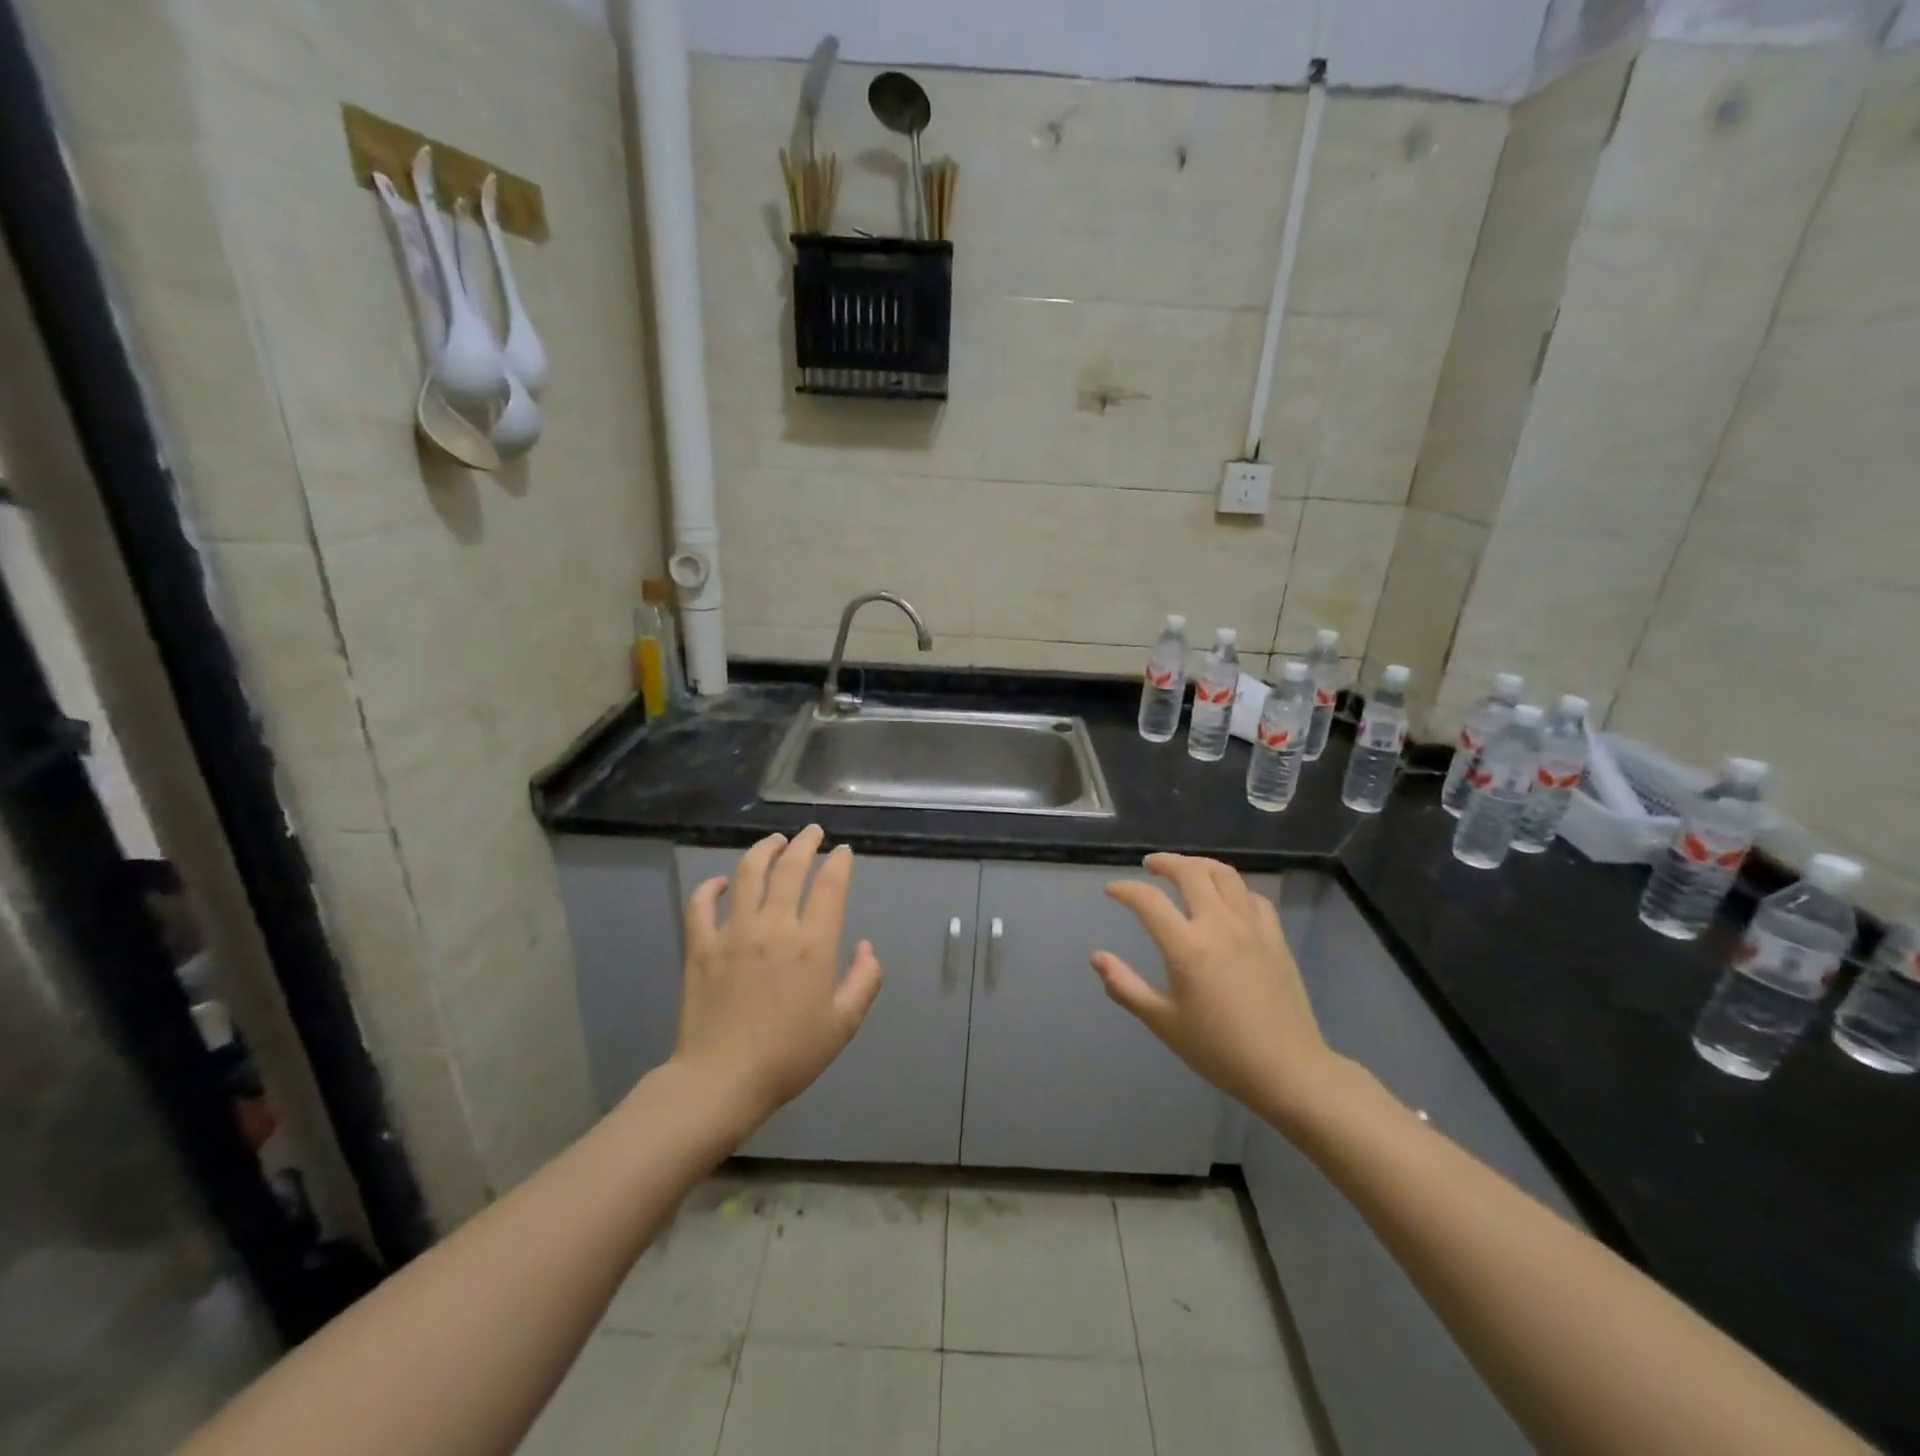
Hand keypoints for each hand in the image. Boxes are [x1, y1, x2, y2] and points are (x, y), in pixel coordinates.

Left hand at [674, 826, 883, 1125]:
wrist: (722, 1081)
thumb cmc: (789, 1056)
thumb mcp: (843, 1025)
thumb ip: (864, 981)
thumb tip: (867, 947)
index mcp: (812, 945)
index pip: (830, 886)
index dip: (839, 863)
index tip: (842, 852)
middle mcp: (774, 927)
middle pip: (790, 869)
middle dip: (805, 843)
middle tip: (812, 832)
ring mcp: (733, 933)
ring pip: (748, 874)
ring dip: (764, 850)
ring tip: (775, 841)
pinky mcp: (701, 946)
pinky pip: (701, 904)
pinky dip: (711, 887)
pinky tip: (721, 883)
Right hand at [1093, 854, 1341, 1122]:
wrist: (1287, 1069)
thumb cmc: (1219, 1050)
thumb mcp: (1163, 1022)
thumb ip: (1125, 986)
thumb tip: (1097, 958)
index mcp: (1187, 946)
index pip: (1148, 900)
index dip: (1125, 890)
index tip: (1112, 890)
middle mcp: (1219, 925)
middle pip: (1190, 873)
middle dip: (1165, 862)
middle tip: (1149, 865)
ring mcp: (1252, 927)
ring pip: (1225, 875)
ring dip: (1199, 865)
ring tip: (1185, 869)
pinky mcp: (1275, 937)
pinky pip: (1252, 896)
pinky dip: (1233, 888)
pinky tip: (1226, 899)